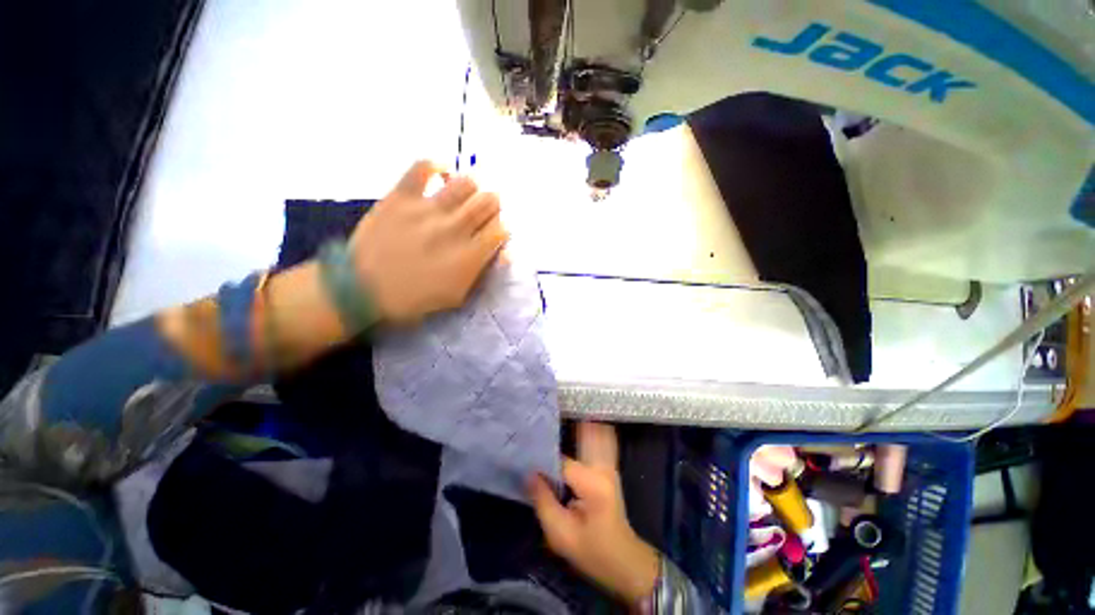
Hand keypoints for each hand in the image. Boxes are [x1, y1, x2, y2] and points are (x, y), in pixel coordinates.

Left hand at [349, 160, 508, 322]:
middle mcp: (455, 228)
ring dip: (471, 190)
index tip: (493, 235)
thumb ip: (483, 273)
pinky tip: (440, 176)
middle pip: (490, 201)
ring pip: (466, 182)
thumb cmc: (415, 298)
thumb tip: (504, 253)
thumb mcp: (457, 296)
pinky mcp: (402, 196)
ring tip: (462, 198)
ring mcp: (428, 209)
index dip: (501, 230)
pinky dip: (436, 166)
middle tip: (481, 215)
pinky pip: (423, 166)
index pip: (501, 229)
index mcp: (469, 256)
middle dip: (492, 207)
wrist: (362, 288)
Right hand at [528, 422, 659, 604]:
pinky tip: (575, 427)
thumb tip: (529, 472)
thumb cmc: (592, 552)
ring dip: (575, 426)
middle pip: (581, 435)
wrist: (624, 561)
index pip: (562, 460)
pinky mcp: (609, 467)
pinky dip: (586, 432)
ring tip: (556, 416)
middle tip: (541, 423)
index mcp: (592, 483)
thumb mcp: (560, 534)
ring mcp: (609, 465)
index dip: (543, 459)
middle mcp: (603, 466)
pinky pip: (597, 441)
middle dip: (562, 429)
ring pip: (591, 433)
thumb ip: (543, 501)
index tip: (526, 454)